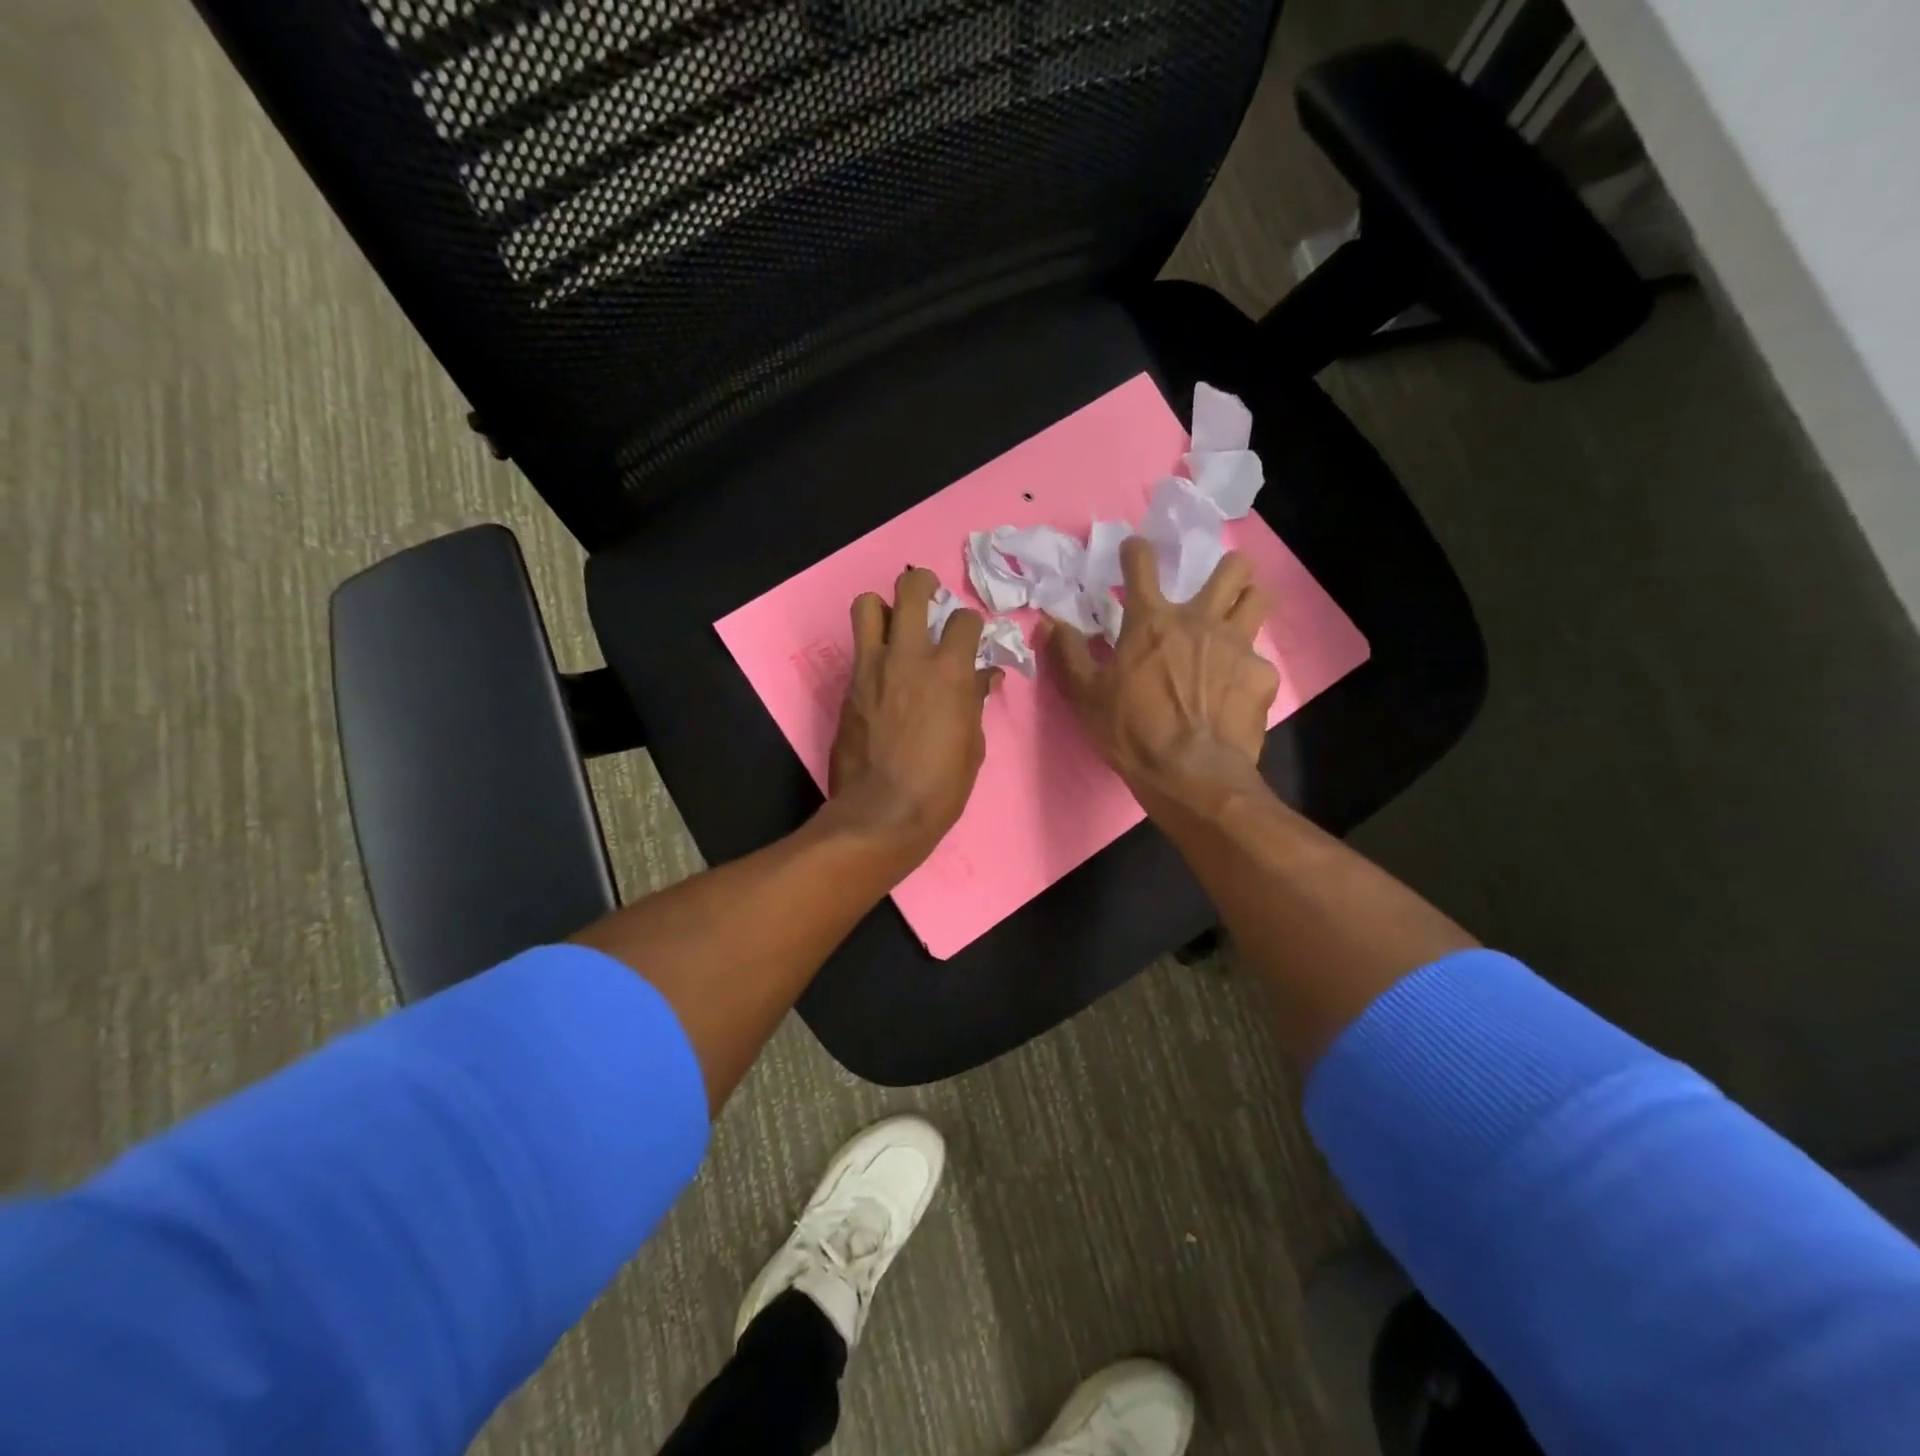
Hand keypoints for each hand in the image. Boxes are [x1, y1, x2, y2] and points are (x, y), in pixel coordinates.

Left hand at [828, 568, 998, 860]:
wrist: (881, 813)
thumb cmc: (940, 786)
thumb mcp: (972, 745)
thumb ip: (974, 701)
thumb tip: (983, 676)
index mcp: (949, 670)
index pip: (964, 620)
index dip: (971, 625)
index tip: (970, 637)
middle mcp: (908, 656)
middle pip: (910, 590)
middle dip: (922, 584)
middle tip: (929, 594)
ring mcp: (872, 668)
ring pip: (867, 606)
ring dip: (883, 608)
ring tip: (895, 626)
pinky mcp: (848, 687)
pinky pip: (859, 650)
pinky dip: (873, 651)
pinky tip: (883, 674)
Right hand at [1043, 538, 1278, 818]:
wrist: (1190, 773)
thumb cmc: (1131, 732)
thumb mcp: (1086, 695)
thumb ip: (1068, 654)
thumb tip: (1048, 621)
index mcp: (1152, 622)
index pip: (1143, 564)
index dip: (1136, 550)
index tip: (1134, 549)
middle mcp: (1200, 621)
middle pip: (1231, 569)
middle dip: (1226, 567)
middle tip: (1215, 585)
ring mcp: (1237, 645)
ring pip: (1260, 599)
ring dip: (1250, 600)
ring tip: (1239, 617)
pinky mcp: (1261, 676)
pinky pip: (1261, 659)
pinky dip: (1248, 668)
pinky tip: (1237, 690)